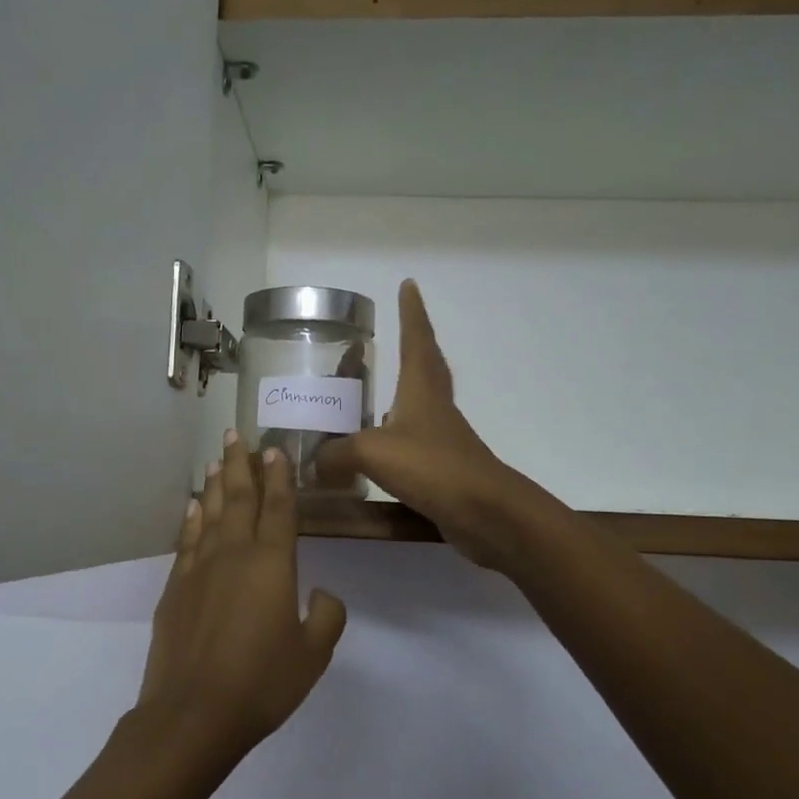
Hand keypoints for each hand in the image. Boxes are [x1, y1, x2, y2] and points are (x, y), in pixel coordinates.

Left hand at [138, 433, 347, 758]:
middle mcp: (234, 555)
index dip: (280, 477)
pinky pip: (187, 541)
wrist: (193, 714)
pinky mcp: (175, 589)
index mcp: (272, 564)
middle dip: (242, 464)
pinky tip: (194, 507)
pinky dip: (191, 519)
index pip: (279, 508)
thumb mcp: (313, 655)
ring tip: (218, 459)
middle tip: (237, 434)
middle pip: (239, 498)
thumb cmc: (262, 684)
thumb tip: (320, 592)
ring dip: (216, 484)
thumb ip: (326, 616)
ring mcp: (199, 570)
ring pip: (210, 514)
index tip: (276, 449)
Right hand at [315, 280, 544, 568]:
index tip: (409, 285)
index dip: (412, 312)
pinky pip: (411, 443)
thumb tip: (314, 463)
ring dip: (400, 393)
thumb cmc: (432, 467)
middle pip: (425, 366)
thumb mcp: (372, 452)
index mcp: (421, 389)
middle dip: (412, 345)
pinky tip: (374, 451)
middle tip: (395, 331)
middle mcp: (434, 407)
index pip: (416, 339)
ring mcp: (441, 438)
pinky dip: (393, 438)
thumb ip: (337, 453)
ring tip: (371, 393)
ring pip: (417, 405)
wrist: (485, 513)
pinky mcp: (441, 468)